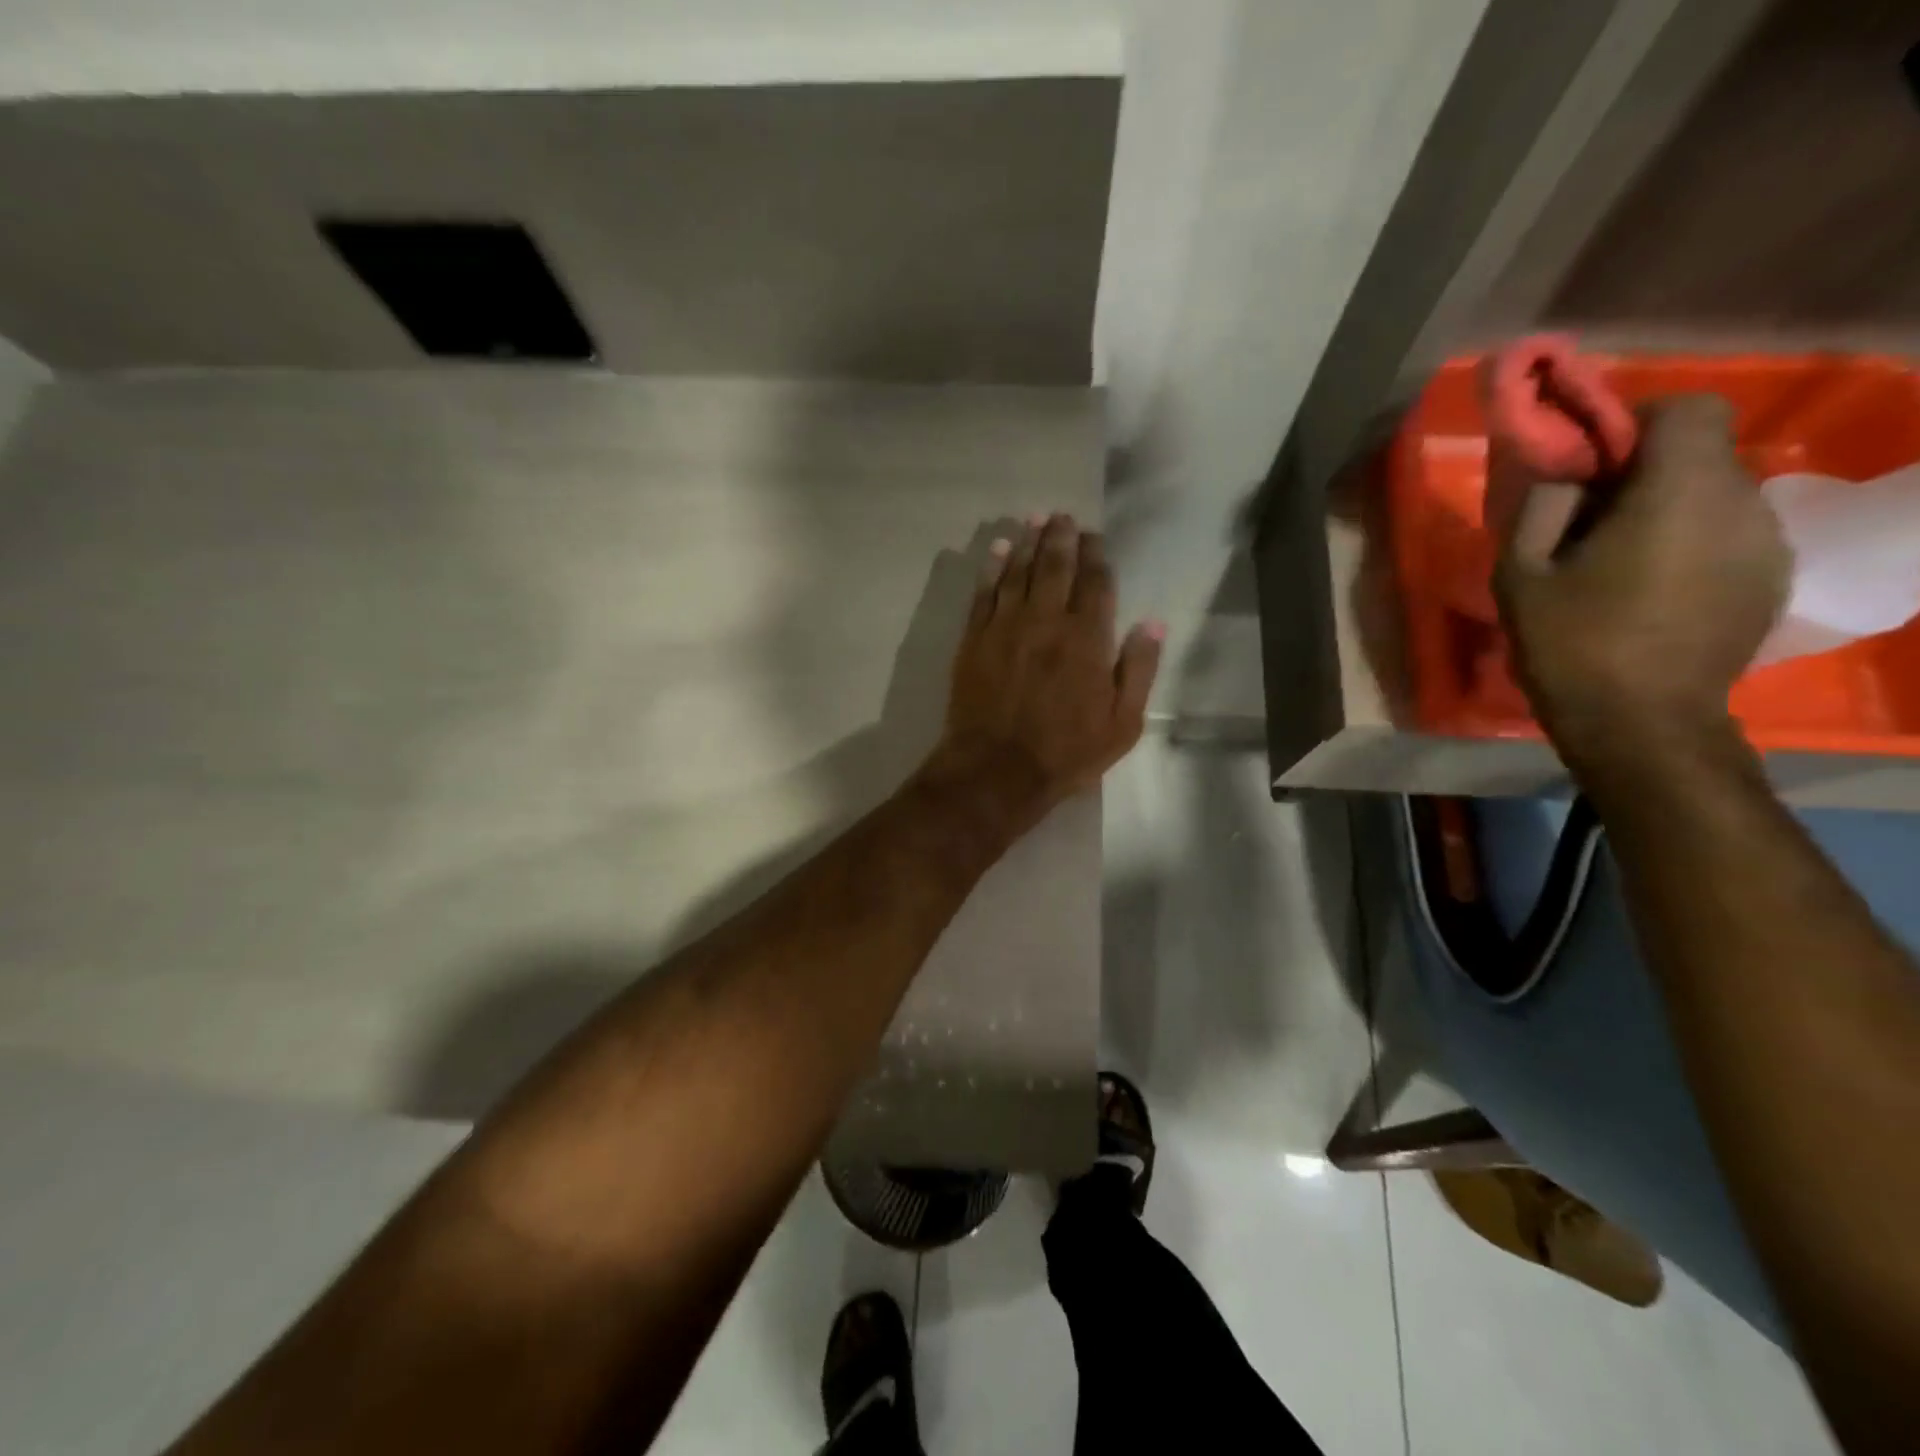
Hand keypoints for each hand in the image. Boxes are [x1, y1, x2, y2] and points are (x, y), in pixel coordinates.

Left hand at [923, 513, 1163, 827]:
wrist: (996, 769)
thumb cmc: (1066, 752)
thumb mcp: (1122, 723)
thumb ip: (1139, 670)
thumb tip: (1152, 624)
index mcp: (1087, 638)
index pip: (1095, 583)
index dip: (1096, 555)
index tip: (1095, 537)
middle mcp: (1047, 620)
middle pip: (1055, 566)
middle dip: (1061, 537)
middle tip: (1062, 516)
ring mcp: (1006, 626)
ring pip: (1019, 572)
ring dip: (1028, 542)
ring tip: (1035, 519)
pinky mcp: (975, 638)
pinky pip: (985, 592)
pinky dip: (993, 568)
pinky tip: (999, 550)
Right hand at [1494, 395, 1789, 773]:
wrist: (1641, 723)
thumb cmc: (1571, 644)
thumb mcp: (1520, 575)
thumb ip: (1540, 507)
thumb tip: (1563, 474)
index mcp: (1677, 493)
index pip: (1689, 408)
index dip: (1640, 422)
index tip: (1595, 463)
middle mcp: (1742, 503)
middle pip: (1703, 454)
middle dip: (1647, 473)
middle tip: (1591, 522)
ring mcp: (1767, 542)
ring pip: (1719, 494)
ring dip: (1671, 510)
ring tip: (1621, 562)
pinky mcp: (1772, 577)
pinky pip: (1732, 534)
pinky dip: (1694, 543)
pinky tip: (1655, 590)